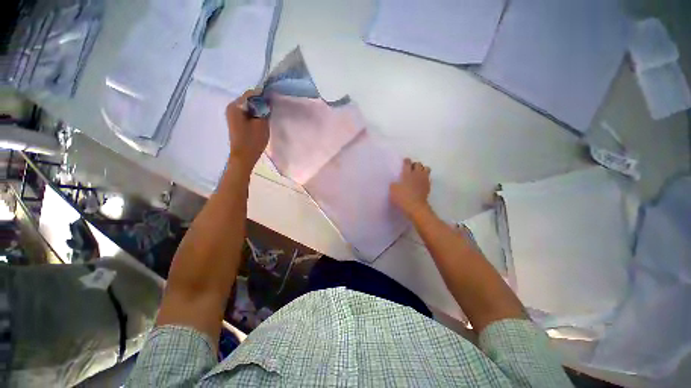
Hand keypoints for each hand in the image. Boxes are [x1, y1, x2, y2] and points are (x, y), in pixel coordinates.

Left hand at [226, 90, 269, 172]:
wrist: (244, 157)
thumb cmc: (252, 140)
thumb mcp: (262, 124)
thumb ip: (264, 110)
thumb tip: (267, 101)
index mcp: (236, 106)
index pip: (251, 94)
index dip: (263, 96)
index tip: (273, 102)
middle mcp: (232, 108)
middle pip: (249, 100)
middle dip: (260, 104)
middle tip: (271, 111)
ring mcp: (233, 115)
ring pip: (249, 108)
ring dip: (258, 111)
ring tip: (267, 118)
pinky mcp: (236, 122)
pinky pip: (247, 114)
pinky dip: (255, 116)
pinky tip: (261, 123)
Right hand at [390, 158, 430, 217]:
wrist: (415, 207)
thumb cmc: (402, 198)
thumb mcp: (393, 190)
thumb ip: (394, 184)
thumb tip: (395, 183)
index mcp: (407, 173)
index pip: (408, 163)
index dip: (406, 161)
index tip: (405, 161)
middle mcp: (417, 174)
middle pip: (418, 164)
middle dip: (415, 165)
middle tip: (411, 168)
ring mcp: (424, 180)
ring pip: (426, 169)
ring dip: (422, 169)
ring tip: (417, 173)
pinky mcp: (428, 186)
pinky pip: (428, 177)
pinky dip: (424, 177)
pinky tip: (420, 181)